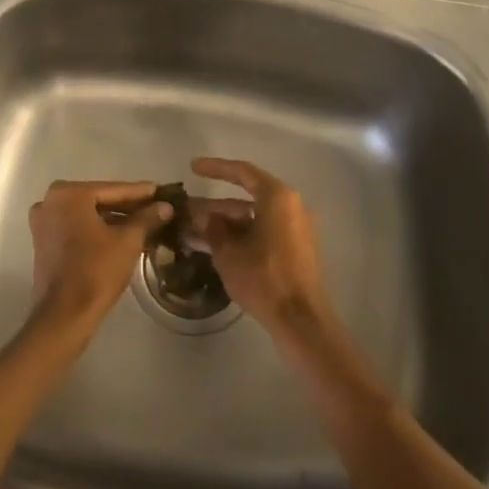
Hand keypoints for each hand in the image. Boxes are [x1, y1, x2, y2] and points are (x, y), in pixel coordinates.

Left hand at [28, 180, 170, 340]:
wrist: (64, 316)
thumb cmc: (96, 271)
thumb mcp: (128, 241)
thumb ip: (147, 218)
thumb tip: (165, 206)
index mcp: (68, 193)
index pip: (113, 189)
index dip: (141, 193)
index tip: (162, 192)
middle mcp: (50, 201)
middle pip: (99, 200)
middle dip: (128, 206)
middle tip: (157, 208)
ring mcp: (44, 222)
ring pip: (87, 215)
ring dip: (114, 219)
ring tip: (145, 223)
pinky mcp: (44, 242)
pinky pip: (76, 227)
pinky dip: (97, 230)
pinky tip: (122, 236)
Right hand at [188, 158, 334, 342]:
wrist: (302, 320)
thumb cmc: (264, 279)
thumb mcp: (229, 254)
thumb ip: (213, 229)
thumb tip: (205, 217)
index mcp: (277, 198)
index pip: (242, 172)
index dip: (216, 168)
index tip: (193, 168)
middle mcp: (290, 206)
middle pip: (246, 197)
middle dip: (214, 206)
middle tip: (186, 211)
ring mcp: (295, 228)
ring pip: (253, 217)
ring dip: (225, 224)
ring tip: (193, 232)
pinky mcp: (296, 248)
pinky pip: (263, 232)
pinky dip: (240, 236)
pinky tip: (215, 247)